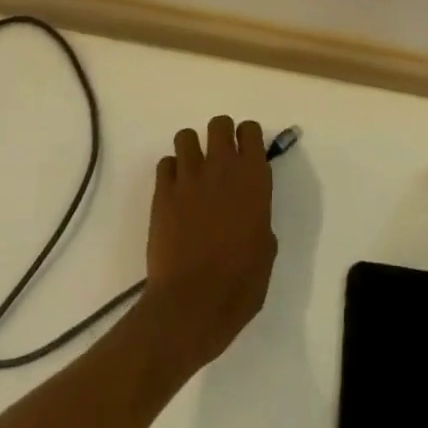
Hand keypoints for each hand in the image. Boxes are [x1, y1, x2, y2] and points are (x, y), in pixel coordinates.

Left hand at [142, 116, 277, 369]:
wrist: (192, 304)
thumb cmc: (240, 283)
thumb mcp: (266, 249)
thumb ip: (259, 218)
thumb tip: (251, 214)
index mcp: (254, 178)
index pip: (250, 131)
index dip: (247, 139)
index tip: (246, 155)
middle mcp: (222, 167)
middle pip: (219, 124)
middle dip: (220, 136)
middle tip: (220, 162)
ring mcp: (189, 178)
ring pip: (186, 136)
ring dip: (192, 150)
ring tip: (194, 173)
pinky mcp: (162, 193)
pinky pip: (165, 163)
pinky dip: (170, 172)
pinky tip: (175, 193)